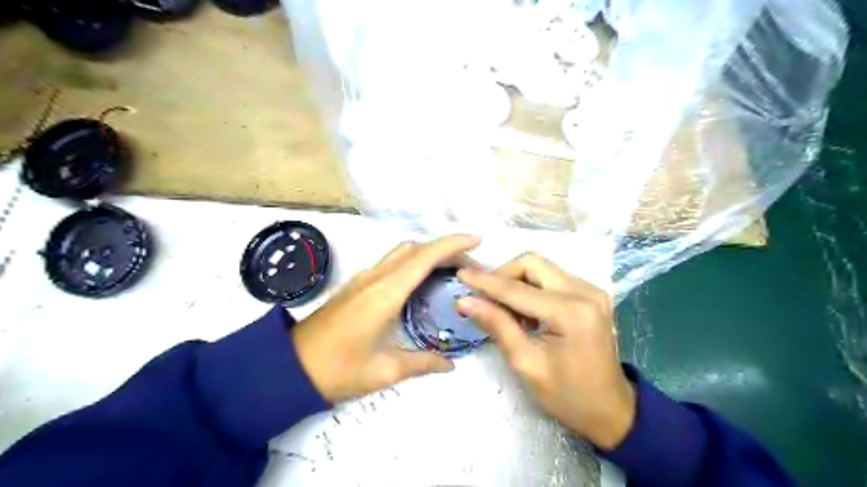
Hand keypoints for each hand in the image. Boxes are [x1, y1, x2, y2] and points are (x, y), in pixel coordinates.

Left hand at [291, 235, 480, 403]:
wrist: (289, 366)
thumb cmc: (337, 369)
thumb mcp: (384, 370)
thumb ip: (422, 363)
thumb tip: (450, 365)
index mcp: (385, 293)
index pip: (424, 257)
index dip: (452, 244)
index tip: (477, 240)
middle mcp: (375, 277)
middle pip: (415, 249)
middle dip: (445, 249)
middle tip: (469, 265)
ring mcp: (363, 278)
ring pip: (401, 253)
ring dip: (428, 254)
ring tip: (450, 272)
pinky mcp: (356, 284)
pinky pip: (390, 263)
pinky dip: (413, 262)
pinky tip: (421, 283)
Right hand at [454, 252, 634, 451]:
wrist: (611, 409)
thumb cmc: (567, 395)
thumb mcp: (526, 364)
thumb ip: (497, 325)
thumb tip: (465, 301)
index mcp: (570, 312)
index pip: (517, 288)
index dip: (485, 281)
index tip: (461, 275)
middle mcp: (585, 291)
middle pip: (532, 263)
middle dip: (503, 275)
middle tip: (485, 299)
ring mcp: (592, 290)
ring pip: (541, 267)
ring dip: (517, 282)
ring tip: (506, 311)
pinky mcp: (591, 293)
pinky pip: (552, 277)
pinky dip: (532, 288)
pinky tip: (526, 312)